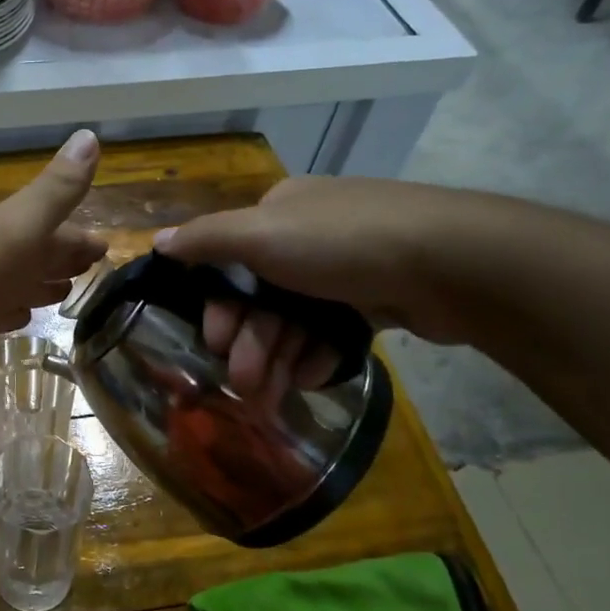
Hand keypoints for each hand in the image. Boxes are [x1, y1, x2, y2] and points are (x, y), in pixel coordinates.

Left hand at [0, 130, 107, 376]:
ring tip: (62, 295)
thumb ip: (55, 191)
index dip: (81, 237)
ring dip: (37, 286)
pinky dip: (7, 313)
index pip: (56, 229)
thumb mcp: (18, 227)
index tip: (106, 245)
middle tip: (89, 270)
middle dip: (62, 259)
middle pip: (35, 255)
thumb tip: (90, 134)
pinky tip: (15, 318)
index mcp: (11, 230)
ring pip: (14, 282)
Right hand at [154, 177, 472, 397]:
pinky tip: (309, 378)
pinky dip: (315, 355)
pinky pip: (330, 330)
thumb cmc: (342, 244)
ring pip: (294, 319)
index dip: (219, 305)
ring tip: (270, 397)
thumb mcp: (260, 234)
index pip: (230, 262)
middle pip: (261, 297)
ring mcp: (345, 269)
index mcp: (278, 213)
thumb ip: (206, 240)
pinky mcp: (377, 298)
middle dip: (248, 342)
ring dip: (275, 358)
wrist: (453, 262)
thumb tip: (156, 242)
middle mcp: (308, 236)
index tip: (214, 342)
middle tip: (243, 383)